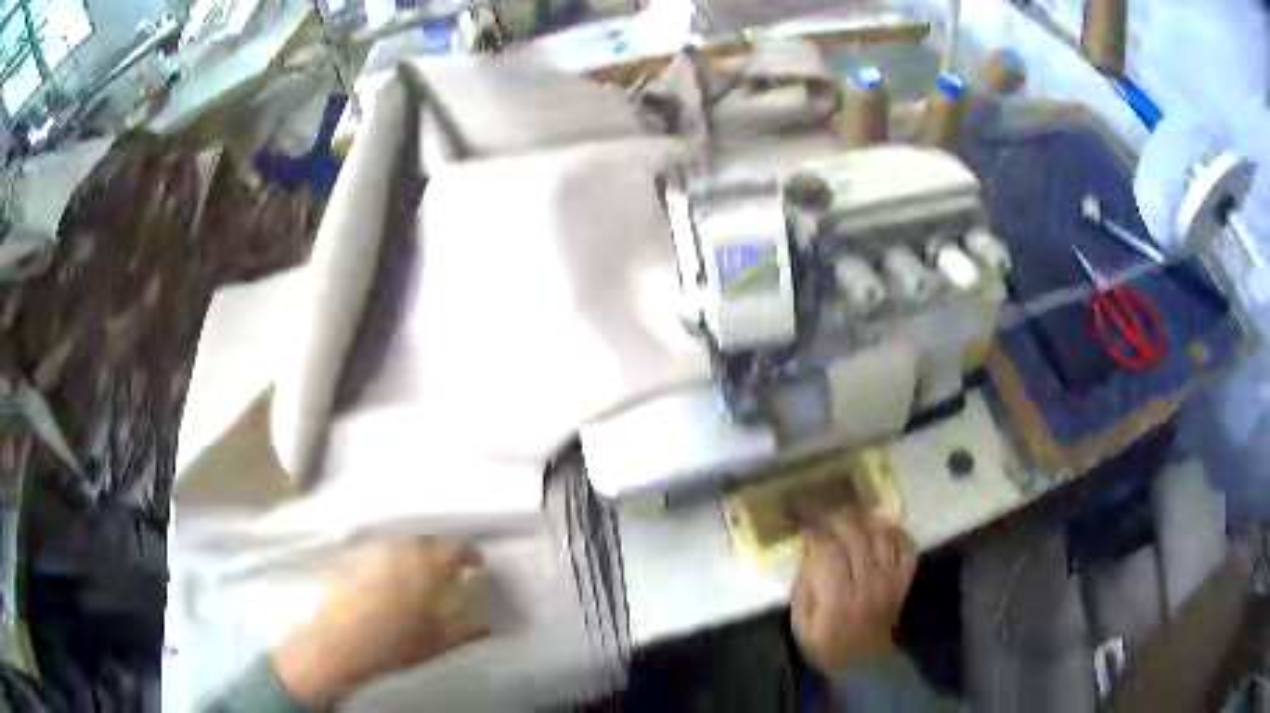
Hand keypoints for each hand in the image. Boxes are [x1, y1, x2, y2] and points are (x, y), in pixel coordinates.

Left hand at [272, 536, 489, 706]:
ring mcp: (372, 548)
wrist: (338, 647)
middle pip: (430, 535)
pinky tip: (390, 574)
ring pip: (403, 536)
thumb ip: (469, 626)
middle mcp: (398, 549)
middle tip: (450, 566)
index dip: (471, 554)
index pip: (458, 546)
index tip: (475, 564)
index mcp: (426, 566)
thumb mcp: (439, 642)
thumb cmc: (388, 647)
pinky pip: (380, 543)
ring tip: (419, 569)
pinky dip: (392, 553)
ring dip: (417, 547)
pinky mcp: (352, 553)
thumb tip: (486, 620)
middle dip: (443, 548)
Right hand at [790, 508, 914, 669]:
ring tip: (848, 517)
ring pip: (883, 537)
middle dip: (837, 518)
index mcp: (837, 602)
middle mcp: (868, 588)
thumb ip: (803, 587)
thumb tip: (809, 550)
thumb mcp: (800, 624)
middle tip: (823, 514)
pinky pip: (907, 548)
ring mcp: (891, 583)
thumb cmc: (824, 644)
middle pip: (857, 537)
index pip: (828, 553)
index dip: (814, 532)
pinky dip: (895, 532)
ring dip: (865, 520)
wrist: (862, 663)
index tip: (801, 523)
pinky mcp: (904, 582)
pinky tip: (879, 527)